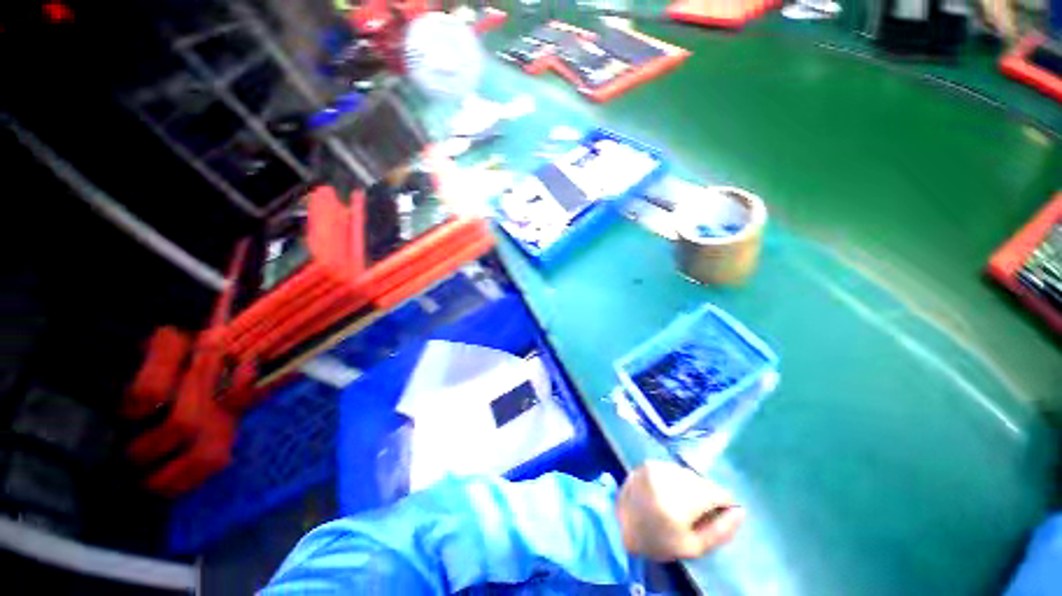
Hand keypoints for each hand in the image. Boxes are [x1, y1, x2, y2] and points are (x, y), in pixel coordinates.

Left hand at [615, 461, 743, 560]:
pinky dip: (676, 479)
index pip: (716, 492)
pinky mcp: (648, 463)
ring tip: (682, 503)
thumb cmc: (657, 540)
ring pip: (687, 473)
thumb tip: (741, 512)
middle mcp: (670, 476)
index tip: (721, 513)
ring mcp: (657, 466)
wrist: (619, 524)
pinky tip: (669, 492)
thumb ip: (720, 531)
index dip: (724, 503)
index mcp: (682, 499)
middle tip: (697, 513)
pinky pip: (672, 469)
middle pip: (701, 481)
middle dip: (706, 495)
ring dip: (691, 486)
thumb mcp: (692, 547)